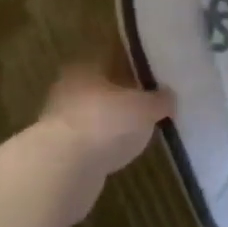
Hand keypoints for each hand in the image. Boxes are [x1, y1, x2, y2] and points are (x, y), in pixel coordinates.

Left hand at [37, 60, 172, 186]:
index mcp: (87, 66)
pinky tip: (120, 153)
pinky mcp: (58, 151)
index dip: (135, 66)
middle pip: (102, 88)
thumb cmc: (106, 123)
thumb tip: (169, 96)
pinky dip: (102, 145)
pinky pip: (88, 142)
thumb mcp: (146, 108)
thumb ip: (160, 100)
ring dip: (111, 123)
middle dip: (123, 96)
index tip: (154, 78)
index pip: (114, 57)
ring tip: (138, 132)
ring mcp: (59, 120)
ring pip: (94, 115)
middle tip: (149, 106)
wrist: (63, 168)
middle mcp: (68, 87)